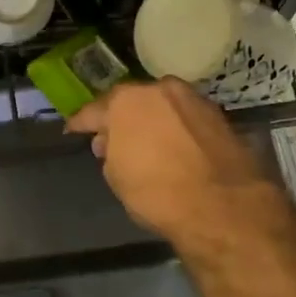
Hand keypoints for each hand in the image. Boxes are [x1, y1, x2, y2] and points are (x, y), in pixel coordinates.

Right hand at [69, 79, 291, 246]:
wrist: (223, 206)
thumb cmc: (157, 192)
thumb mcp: (117, 177)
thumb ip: (109, 152)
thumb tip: (110, 142)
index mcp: (126, 101)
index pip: (94, 110)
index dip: (81, 123)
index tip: (72, 130)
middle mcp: (160, 89)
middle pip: (132, 102)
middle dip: (121, 118)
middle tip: (113, 138)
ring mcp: (193, 99)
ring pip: (163, 106)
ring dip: (153, 120)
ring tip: (148, 142)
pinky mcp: (219, 115)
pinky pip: (186, 118)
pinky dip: (178, 129)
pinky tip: (176, 147)